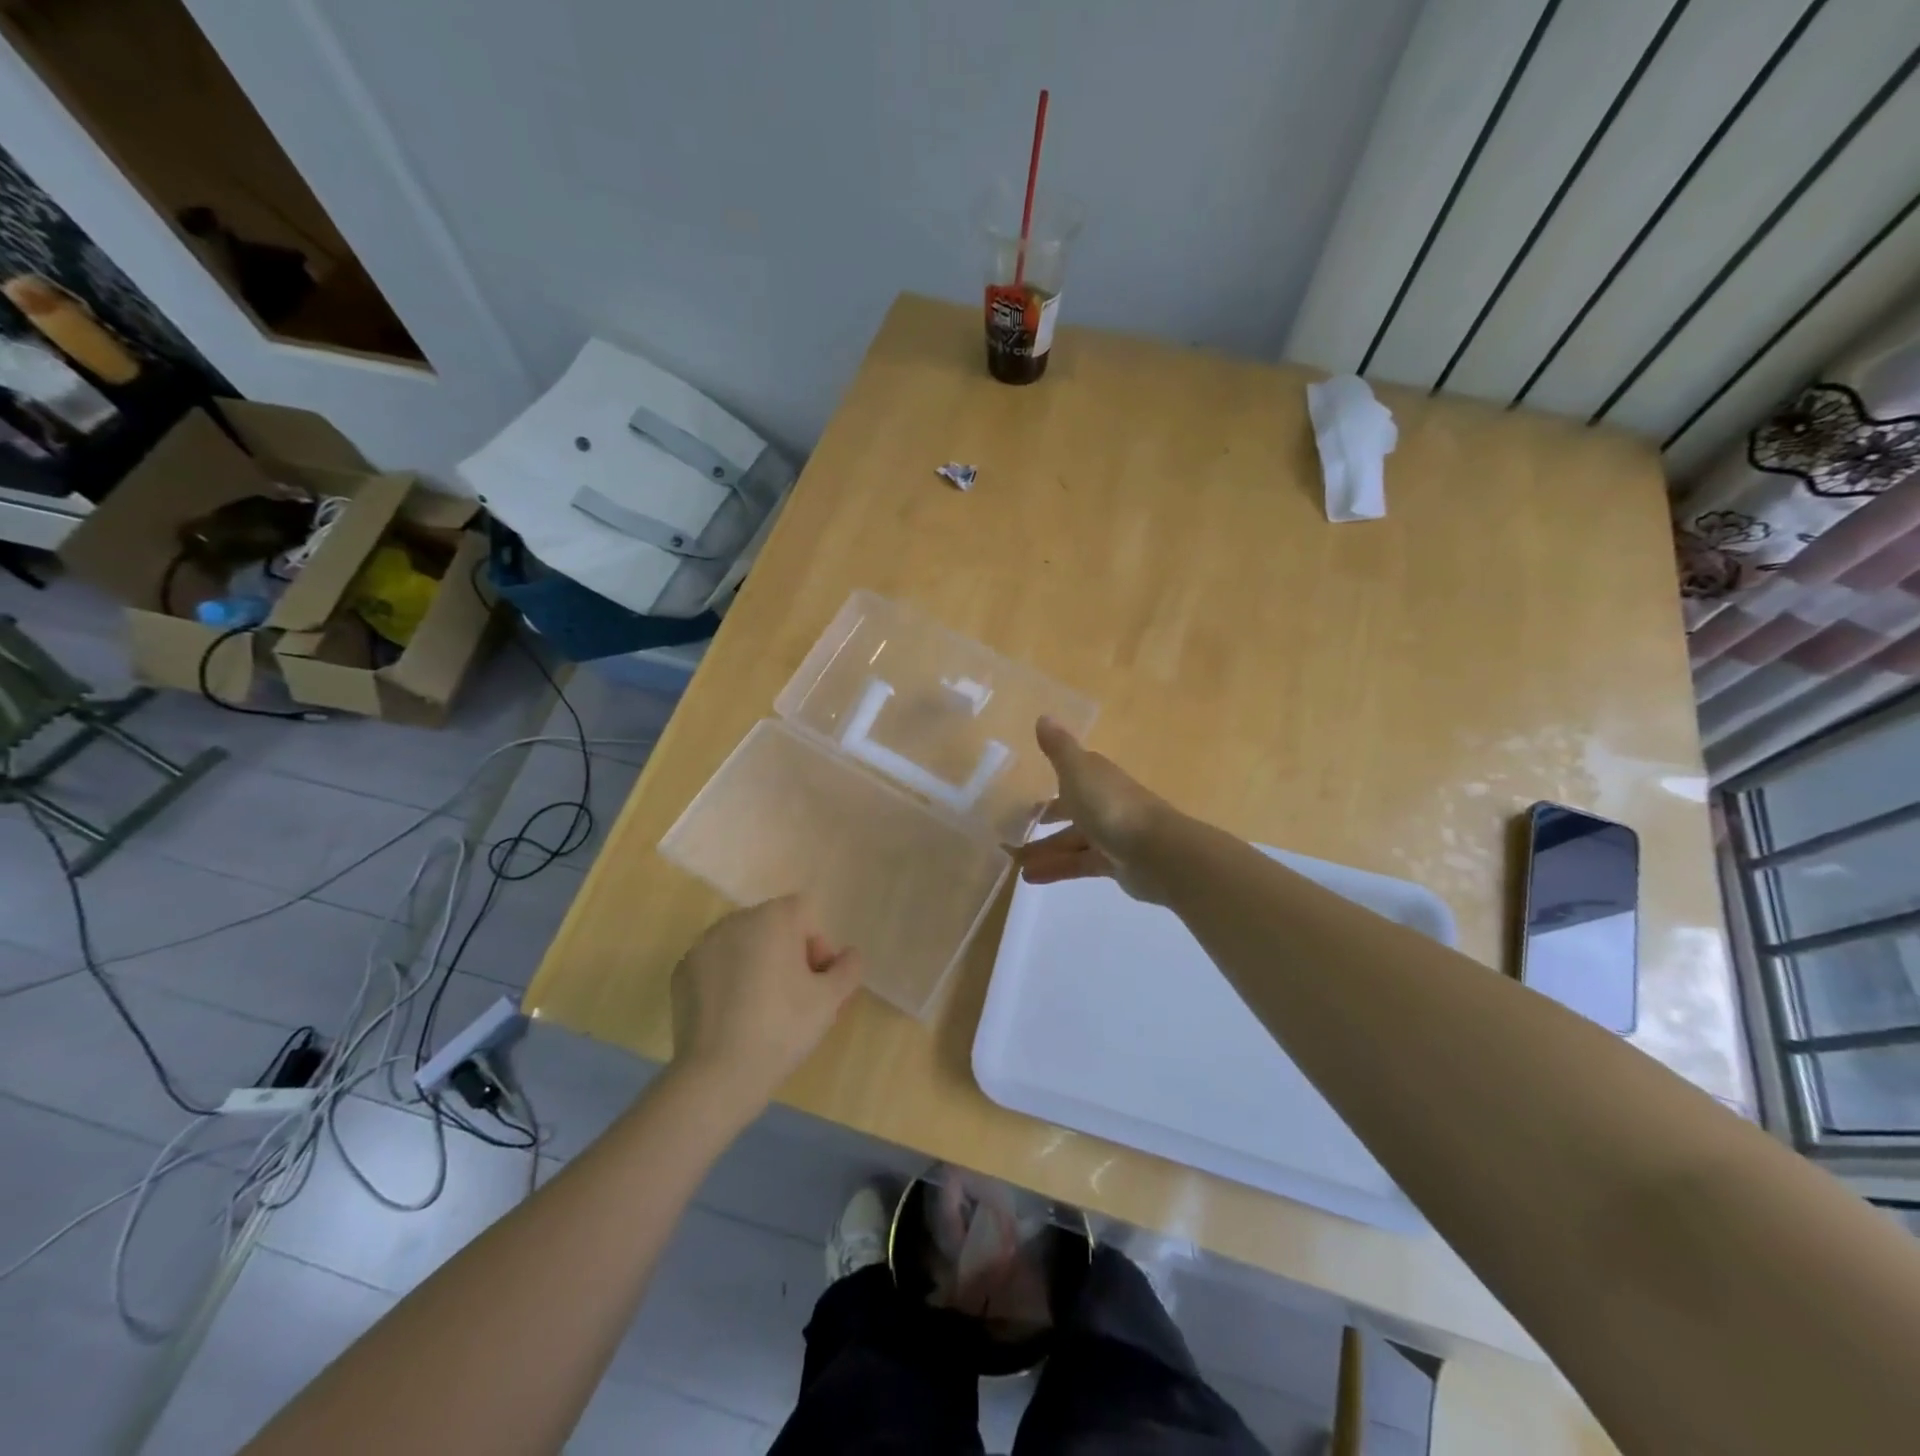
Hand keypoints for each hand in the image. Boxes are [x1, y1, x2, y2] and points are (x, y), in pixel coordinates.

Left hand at [669, 896, 862, 1111]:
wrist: (717, 1075)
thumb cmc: (782, 1028)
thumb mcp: (832, 1000)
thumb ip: (850, 967)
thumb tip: (848, 955)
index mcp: (773, 918)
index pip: (806, 914)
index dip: (818, 945)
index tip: (816, 983)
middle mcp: (736, 920)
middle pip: (774, 927)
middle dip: (789, 955)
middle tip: (796, 999)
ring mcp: (703, 945)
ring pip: (744, 945)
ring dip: (759, 965)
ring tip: (763, 1010)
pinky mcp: (682, 971)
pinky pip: (717, 965)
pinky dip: (729, 981)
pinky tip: (733, 1017)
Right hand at [1014, 717, 1172, 902]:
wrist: (1156, 852)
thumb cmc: (1111, 806)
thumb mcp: (1077, 771)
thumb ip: (1058, 748)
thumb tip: (1043, 716)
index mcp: (1097, 778)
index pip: (1073, 775)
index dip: (1051, 782)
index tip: (1025, 793)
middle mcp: (1105, 803)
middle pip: (1072, 810)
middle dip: (1046, 820)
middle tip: (1015, 830)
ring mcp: (1111, 835)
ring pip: (1072, 841)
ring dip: (1045, 850)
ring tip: (1014, 863)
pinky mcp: (1114, 864)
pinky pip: (1078, 865)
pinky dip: (1056, 869)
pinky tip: (1030, 877)